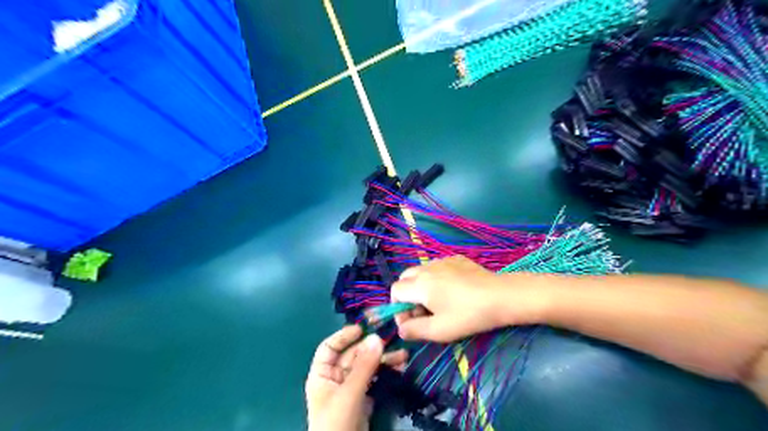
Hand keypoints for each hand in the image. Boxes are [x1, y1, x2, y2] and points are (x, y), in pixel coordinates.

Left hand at [306, 327, 410, 430]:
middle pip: (353, 355)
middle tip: (393, 342)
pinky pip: (375, 379)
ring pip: (367, 367)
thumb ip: (364, 366)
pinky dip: (386, 373)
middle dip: (372, 348)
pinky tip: (400, 367)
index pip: (330, 347)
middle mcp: (335, 377)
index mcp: (322, 374)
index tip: (363, 328)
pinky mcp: (364, 398)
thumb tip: (377, 337)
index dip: (344, 336)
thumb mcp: (349, 393)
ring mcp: (351, 388)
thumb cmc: (336, 422)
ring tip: (404, 356)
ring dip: (384, 360)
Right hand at [391, 255, 539, 343]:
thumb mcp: (440, 330)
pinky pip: (437, 267)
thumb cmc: (468, 315)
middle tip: (422, 312)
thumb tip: (401, 329)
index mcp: (420, 284)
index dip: (398, 308)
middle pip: (405, 278)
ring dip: (420, 286)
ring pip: (421, 271)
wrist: (501, 296)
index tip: (411, 322)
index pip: (395, 290)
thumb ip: (414, 330)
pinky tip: (453, 290)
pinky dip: (435, 278)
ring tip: (437, 302)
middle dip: (407, 295)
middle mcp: (427, 268)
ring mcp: (442, 261)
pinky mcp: (456, 259)